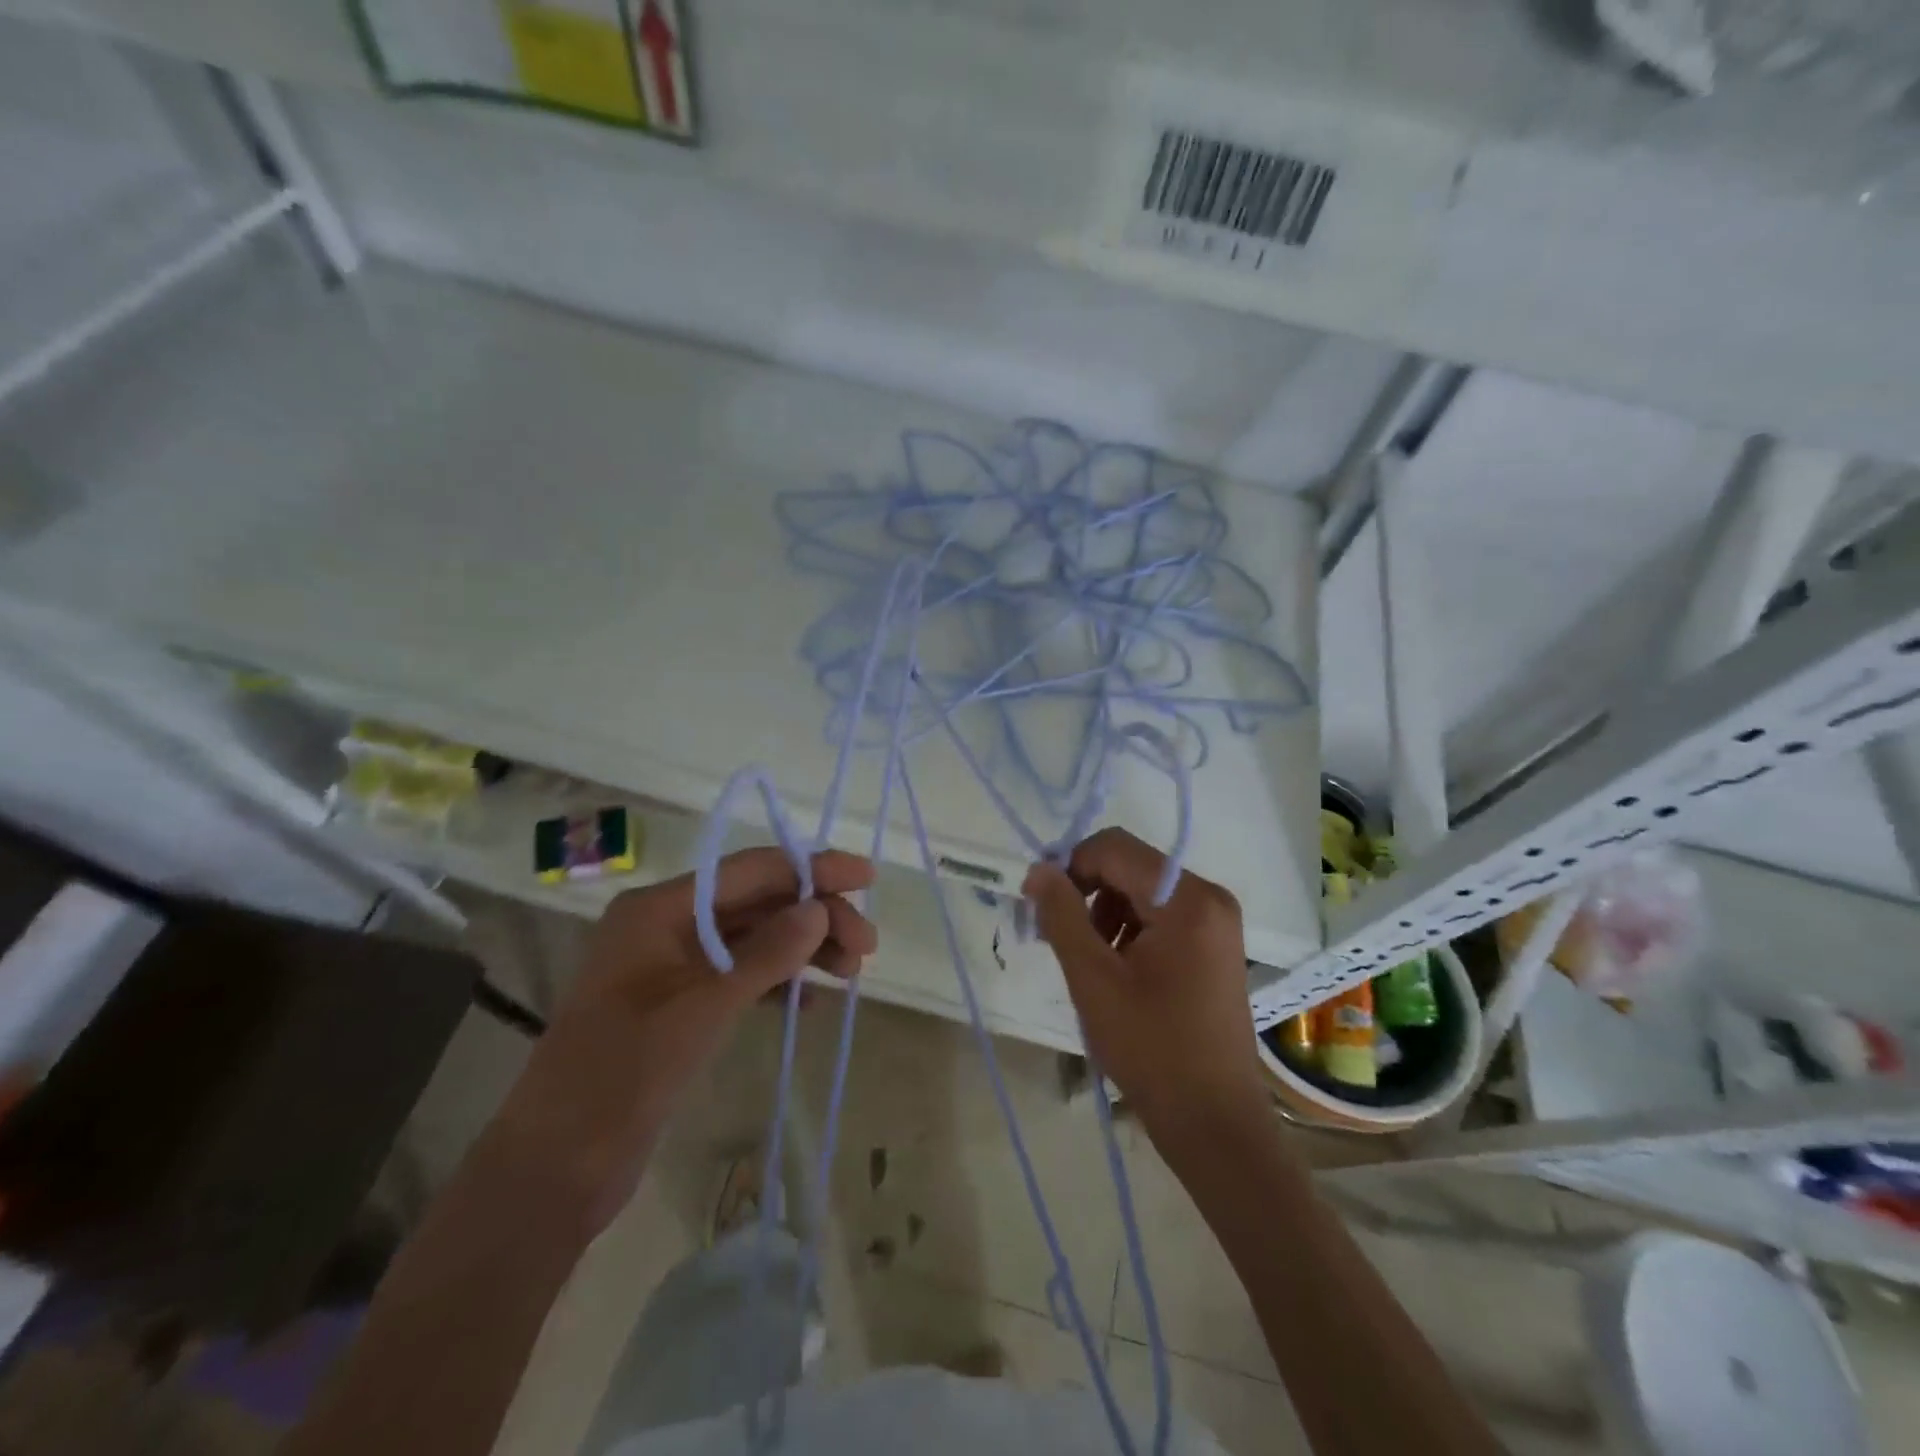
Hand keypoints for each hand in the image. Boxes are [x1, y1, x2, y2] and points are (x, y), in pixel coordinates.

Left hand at [491, 848, 876, 1235]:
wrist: (554, 1169)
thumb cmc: (623, 1074)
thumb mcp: (703, 1008)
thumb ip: (766, 954)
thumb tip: (819, 908)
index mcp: (662, 908)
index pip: (750, 871)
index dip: (811, 868)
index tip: (865, 876)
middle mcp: (667, 925)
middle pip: (757, 903)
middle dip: (814, 916)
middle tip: (866, 947)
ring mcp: (672, 967)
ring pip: (753, 939)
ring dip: (802, 949)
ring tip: (851, 973)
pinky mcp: (678, 1005)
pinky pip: (741, 976)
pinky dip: (776, 983)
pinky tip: (808, 1003)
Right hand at [1024, 829, 1265, 1140]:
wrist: (1213, 1121)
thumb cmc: (1151, 1048)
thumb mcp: (1093, 978)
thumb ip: (1062, 915)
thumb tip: (1038, 869)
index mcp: (1187, 898)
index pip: (1114, 848)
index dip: (1070, 866)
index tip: (1039, 905)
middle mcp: (1209, 897)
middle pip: (1130, 867)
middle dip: (1087, 892)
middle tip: (1057, 936)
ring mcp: (1216, 922)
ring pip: (1142, 890)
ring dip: (1105, 912)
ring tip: (1087, 961)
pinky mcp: (1214, 945)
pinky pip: (1160, 915)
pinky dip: (1129, 929)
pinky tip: (1116, 970)